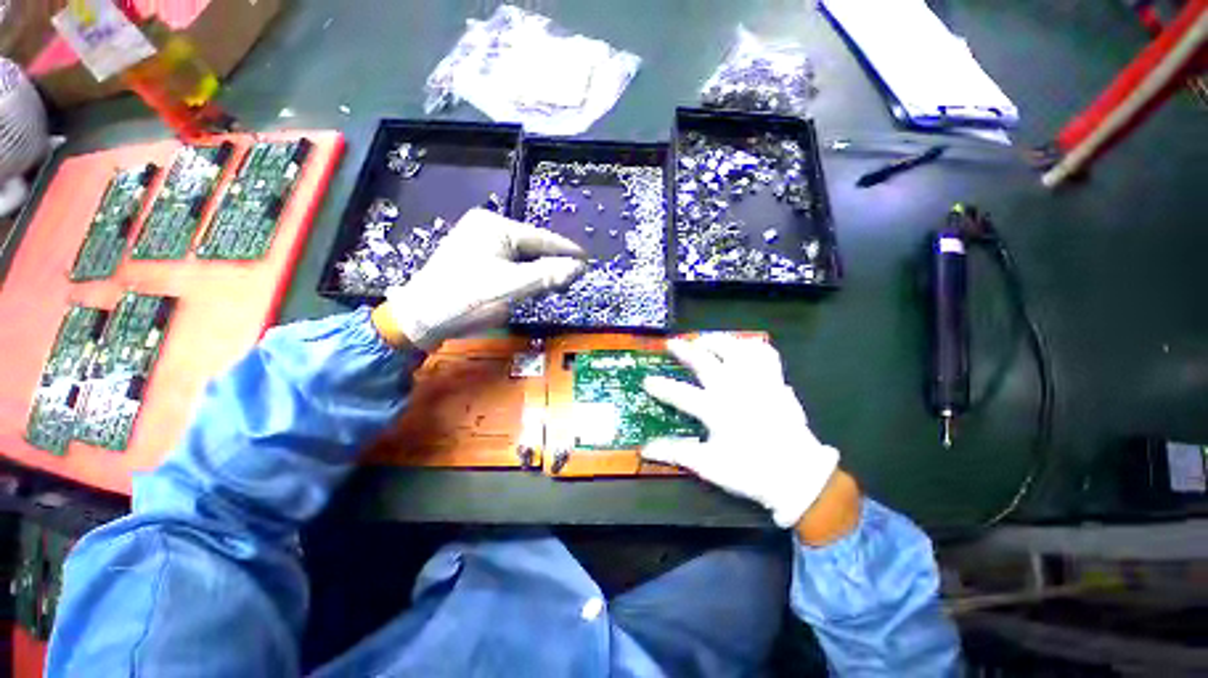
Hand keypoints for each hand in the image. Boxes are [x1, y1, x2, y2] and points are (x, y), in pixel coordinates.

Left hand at [381, 208, 585, 349]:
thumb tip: (579, 267)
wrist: (420, 318)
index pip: (541, 238)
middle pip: (532, 246)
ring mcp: (478, 240)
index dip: (566, 251)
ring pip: (521, 256)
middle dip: (551, 265)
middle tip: (569, 282)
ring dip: (537, 272)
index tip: (587, 261)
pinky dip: (522, 275)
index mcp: (495, 226)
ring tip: (550, 288)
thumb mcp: (511, 287)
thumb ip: (547, 275)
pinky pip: (509, 262)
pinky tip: (527, 287)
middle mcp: (486, 226)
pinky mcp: (474, 255)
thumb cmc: (466, 299)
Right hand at [642, 335, 842, 529]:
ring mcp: (757, 382)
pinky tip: (742, 348)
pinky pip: (765, 354)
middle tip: (672, 343)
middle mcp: (735, 389)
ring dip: (717, 340)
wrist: (799, 476)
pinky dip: (752, 346)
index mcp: (716, 410)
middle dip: (684, 350)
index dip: (660, 386)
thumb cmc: (750, 471)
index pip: (680, 393)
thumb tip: (646, 450)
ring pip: (735, 349)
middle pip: (704, 361)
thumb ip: (676, 453)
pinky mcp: (776, 382)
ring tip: (704, 339)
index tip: (646, 380)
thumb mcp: (709, 465)